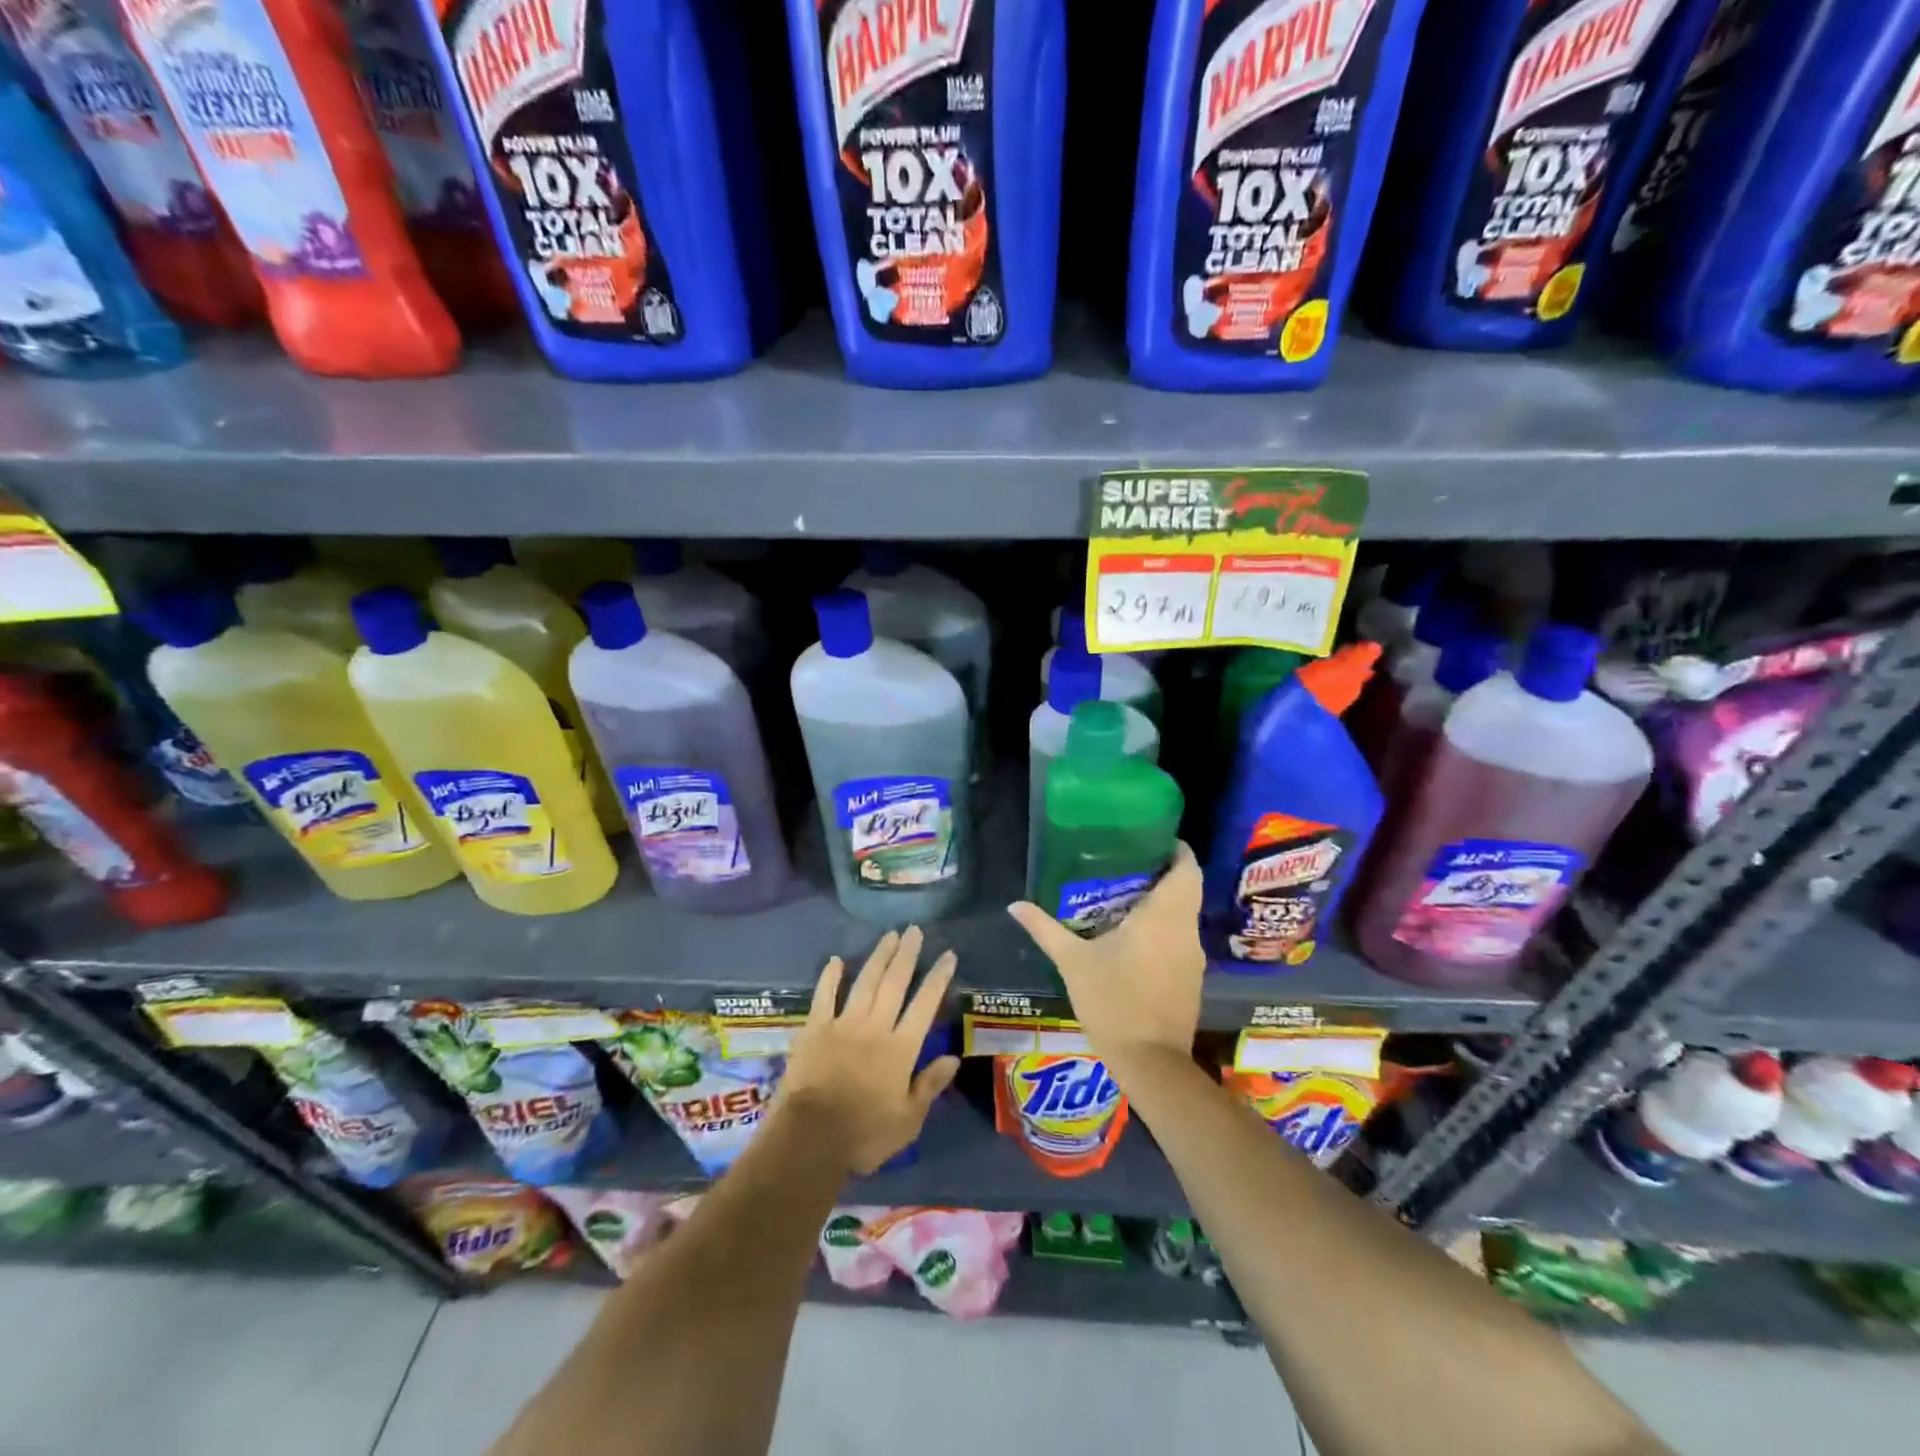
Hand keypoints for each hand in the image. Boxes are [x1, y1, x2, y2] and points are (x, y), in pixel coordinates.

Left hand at [778, 926, 960, 1175]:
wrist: (810, 1139)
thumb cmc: (864, 1135)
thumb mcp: (908, 1120)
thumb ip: (929, 1086)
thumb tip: (953, 1058)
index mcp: (901, 1048)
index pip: (925, 1005)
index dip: (938, 978)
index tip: (948, 954)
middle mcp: (875, 1027)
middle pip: (895, 983)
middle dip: (907, 955)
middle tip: (915, 930)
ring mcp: (843, 1024)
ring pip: (865, 982)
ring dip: (878, 957)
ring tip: (889, 935)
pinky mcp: (815, 1029)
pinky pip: (824, 996)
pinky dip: (830, 977)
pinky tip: (836, 960)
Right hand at [1006, 842, 1205, 1076]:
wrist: (1150, 1062)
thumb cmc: (1112, 1002)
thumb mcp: (1073, 962)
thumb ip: (1045, 929)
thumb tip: (1015, 905)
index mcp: (1164, 916)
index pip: (1186, 868)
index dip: (1174, 849)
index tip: (1149, 840)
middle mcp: (1185, 930)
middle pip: (1186, 888)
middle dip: (1162, 873)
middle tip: (1127, 864)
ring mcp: (1193, 956)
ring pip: (1184, 914)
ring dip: (1163, 901)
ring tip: (1125, 895)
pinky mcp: (1192, 978)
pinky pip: (1181, 938)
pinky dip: (1164, 927)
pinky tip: (1134, 935)